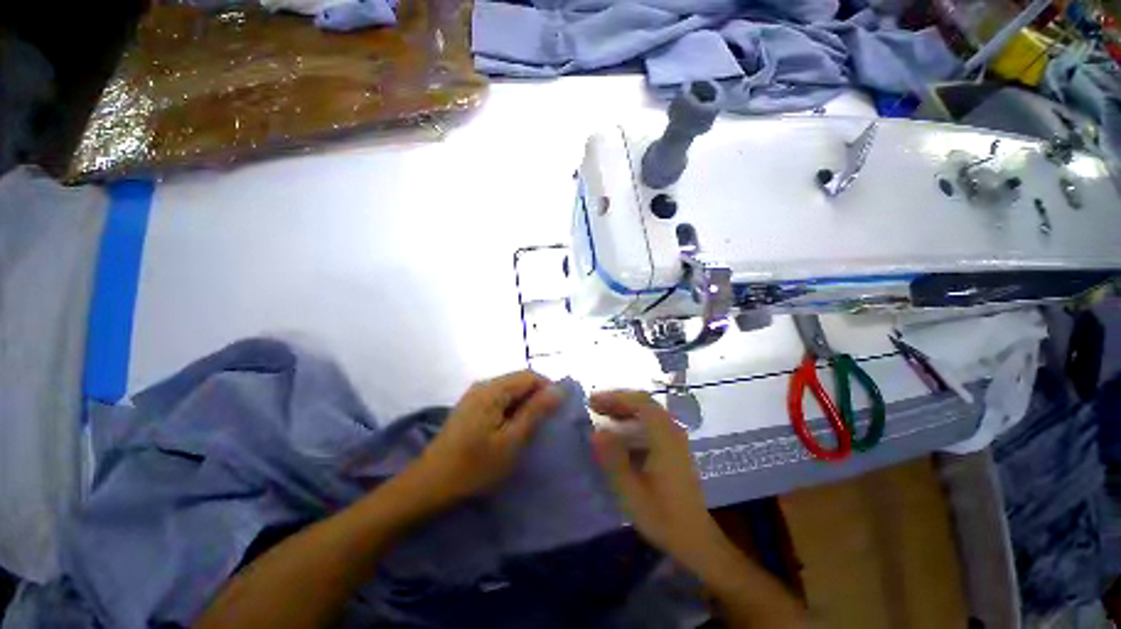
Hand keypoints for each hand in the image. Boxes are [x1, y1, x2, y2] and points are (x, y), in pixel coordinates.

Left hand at [406, 371, 561, 511]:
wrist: (430, 485)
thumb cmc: (474, 465)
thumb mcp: (512, 441)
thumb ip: (536, 411)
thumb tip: (559, 389)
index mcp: (493, 389)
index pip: (530, 375)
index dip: (548, 389)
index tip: (556, 413)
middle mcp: (483, 385)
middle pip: (519, 381)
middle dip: (536, 398)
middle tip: (543, 425)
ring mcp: (475, 395)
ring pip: (510, 391)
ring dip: (524, 405)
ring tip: (529, 429)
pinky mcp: (471, 407)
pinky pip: (499, 400)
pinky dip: (511, 410)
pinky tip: (510, 430)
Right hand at [589, 391, 727, 571]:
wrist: (695, 539)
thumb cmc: (663, 517)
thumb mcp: (632, 493)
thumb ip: (614, 460)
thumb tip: (595, 432)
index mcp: (665, 438)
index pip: (641, 403)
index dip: (616, 397)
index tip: (593, 401)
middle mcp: (673, 432)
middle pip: (645, 403)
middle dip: (618, 400)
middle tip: (594, 405)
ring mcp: (675, 438)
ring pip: (648, 411)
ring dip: (624, 408)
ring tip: (602, 413)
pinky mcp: (673, 447)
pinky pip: (650, 422)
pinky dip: (632, 419)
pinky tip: (618, 431)